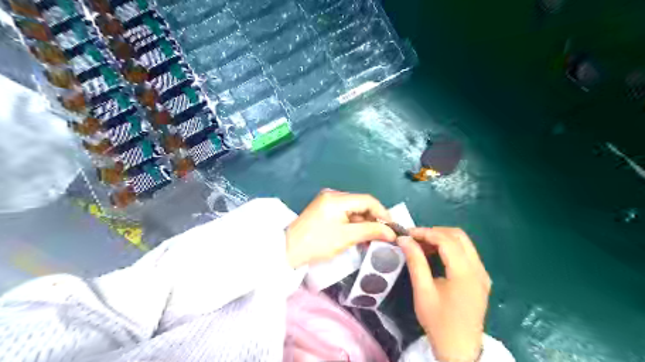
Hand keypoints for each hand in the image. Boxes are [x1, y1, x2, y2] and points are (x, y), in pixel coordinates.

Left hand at [287, 191, 398, 266]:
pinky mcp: (324, 209)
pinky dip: (354, 223)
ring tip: (373, 238)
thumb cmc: (317, 243)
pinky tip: (360, 235)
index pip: (368, 200)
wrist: (288, 251)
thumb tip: (391, 232)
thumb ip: (371, 231)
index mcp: (337, 198)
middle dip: (374, 219)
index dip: (383, 213)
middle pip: (361, 204)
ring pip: (354, 209)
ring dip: (364, 222)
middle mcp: (333, 195)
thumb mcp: (346, 237)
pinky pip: (345, 213)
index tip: (392, 228)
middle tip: (384, 235)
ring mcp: (327, 201)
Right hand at [399, 228, 489, 359]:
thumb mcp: (423, 291)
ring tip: (422, 246)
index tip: (407, 234)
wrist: (460, 350)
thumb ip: (415, 261)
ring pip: (463, 243)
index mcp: (465, 273)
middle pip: (458, 236)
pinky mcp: (481, 279)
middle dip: (434, 232)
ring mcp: (482, 274)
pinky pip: (466, 253)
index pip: (446, 240)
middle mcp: (478, 269)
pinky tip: (435, 255)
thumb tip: (404, 239)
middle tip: (415, 239)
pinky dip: (450, 248)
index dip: (425, 232)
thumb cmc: (439, 322)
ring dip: (442, 239)